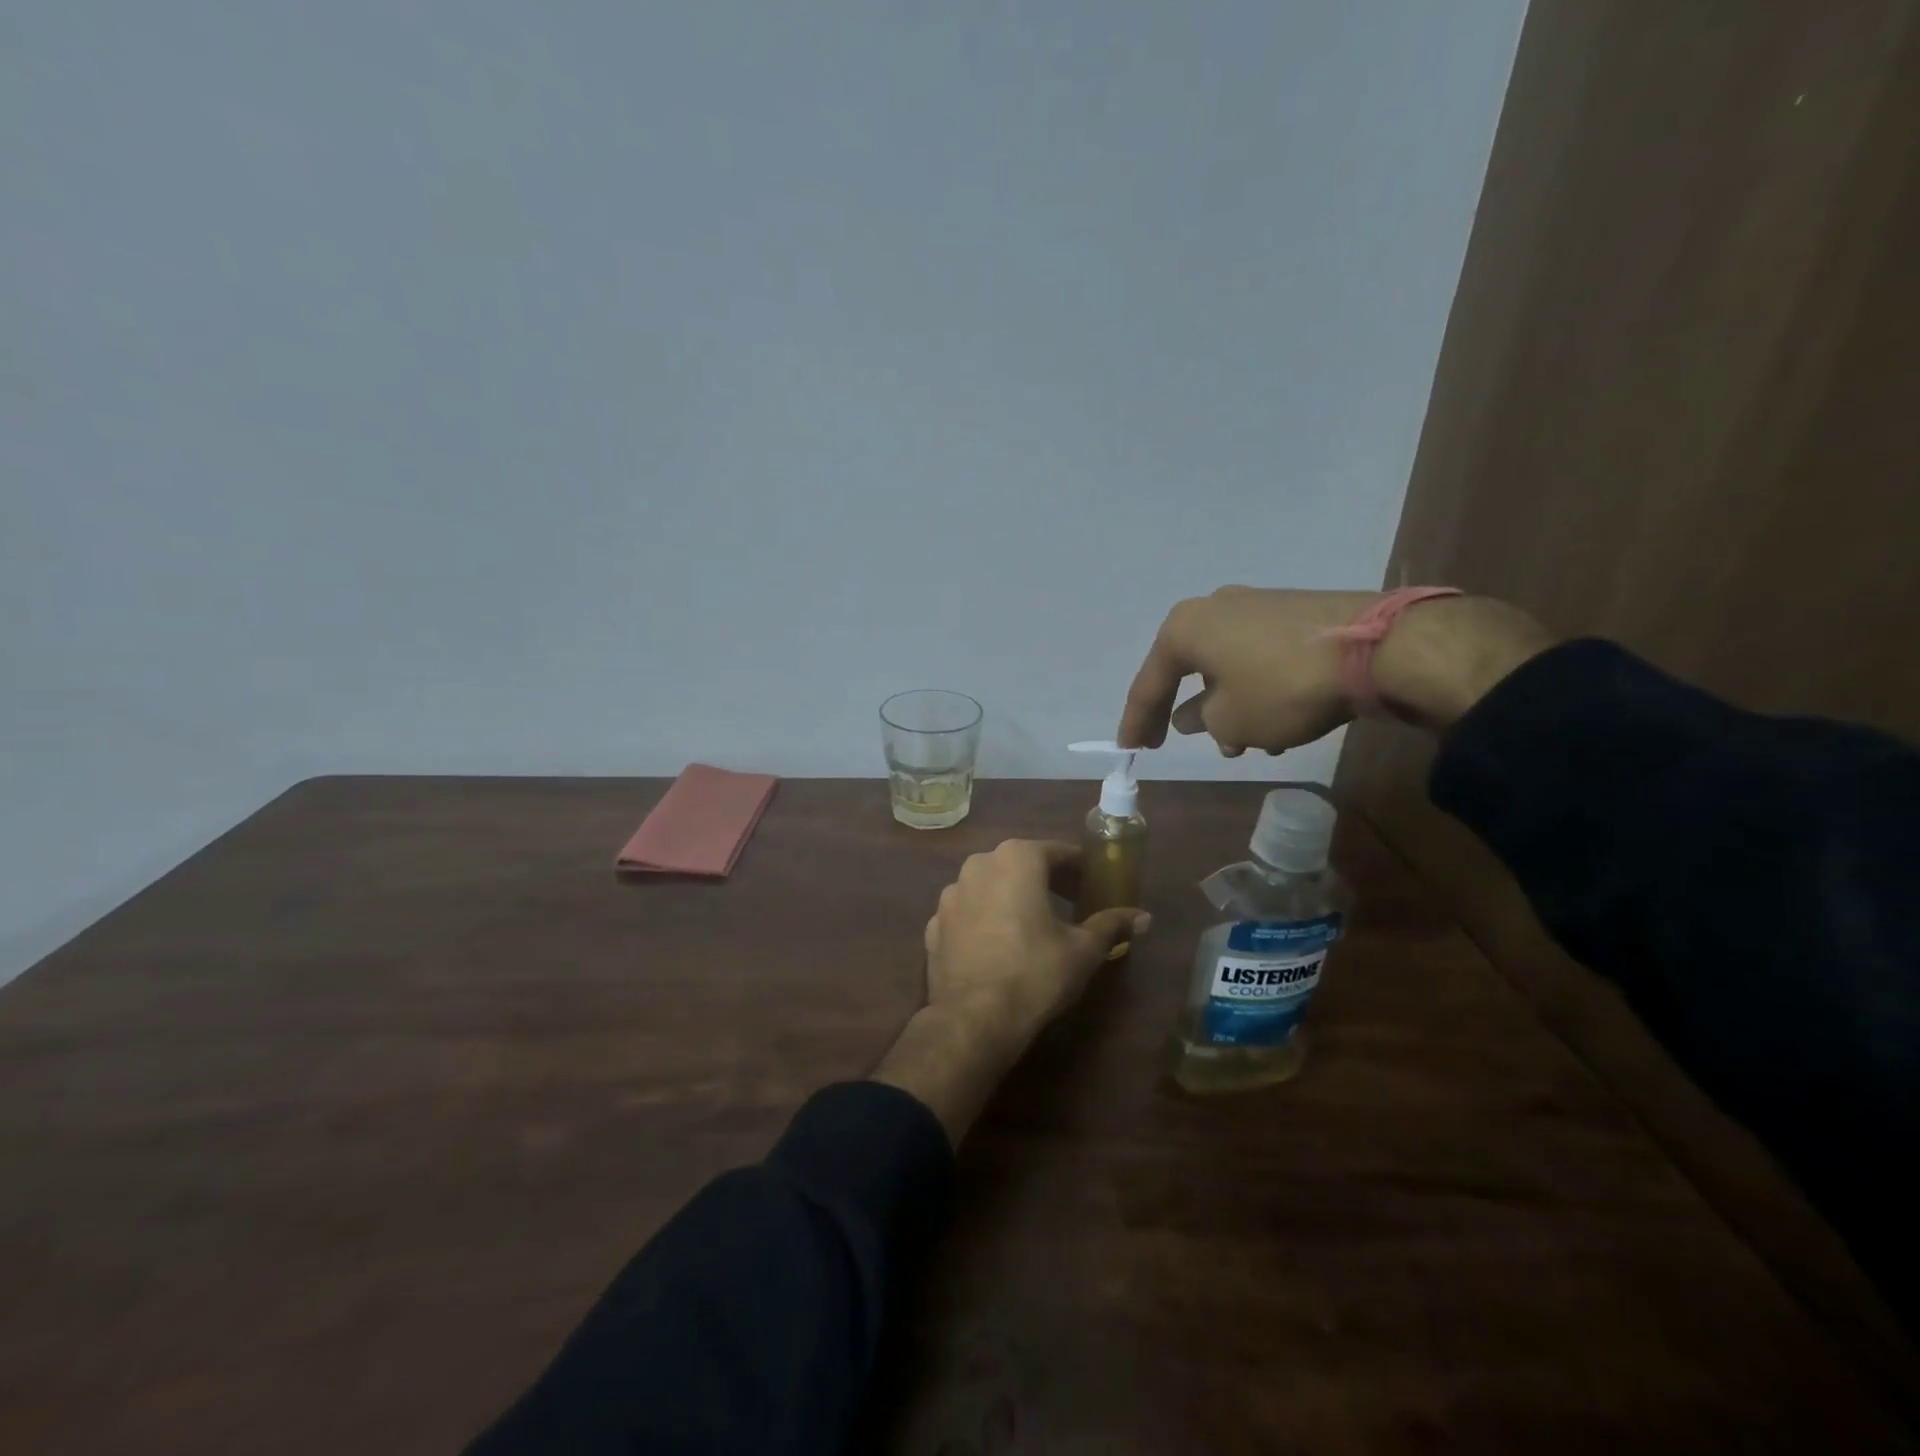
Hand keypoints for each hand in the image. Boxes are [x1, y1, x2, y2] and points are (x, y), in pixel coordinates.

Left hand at [923, 839, 1148, 1047]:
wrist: (973, 1018)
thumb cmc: (1035, 973)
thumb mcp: (1083, 950)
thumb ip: (1111, 925)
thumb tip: (1144, 917)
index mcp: (1016, 859)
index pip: (1057, 852)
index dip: (1079, 867)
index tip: (1094, 883)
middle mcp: (978, 864)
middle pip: (1020, 863)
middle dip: (1046, 879)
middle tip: (1071, 902)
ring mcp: (950, 893)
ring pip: (990, 884)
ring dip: (1012, 896)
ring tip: (1034, 923)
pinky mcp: (934, 923)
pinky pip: (969, 911)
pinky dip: (986, 918)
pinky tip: (999, 943)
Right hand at [1118, 586, 1553, 754]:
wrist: (1376, 647)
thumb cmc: (1281, 687)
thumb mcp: (1231, 721)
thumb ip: (1203, 721)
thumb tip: (1194, 715)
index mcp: (1185, 629)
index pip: (1149, 683)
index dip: (1137, 721)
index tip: (1128, 749)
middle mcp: (1214, 608)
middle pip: (1189, 669)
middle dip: (1190, 711)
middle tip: (1183, 742)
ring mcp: (1256, 606)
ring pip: (1227, 666)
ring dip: (1227, 704)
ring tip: (1243, 744)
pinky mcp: (1293, 613)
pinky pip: (1257, 658)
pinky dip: (1256, 689)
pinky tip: (1276, 721)